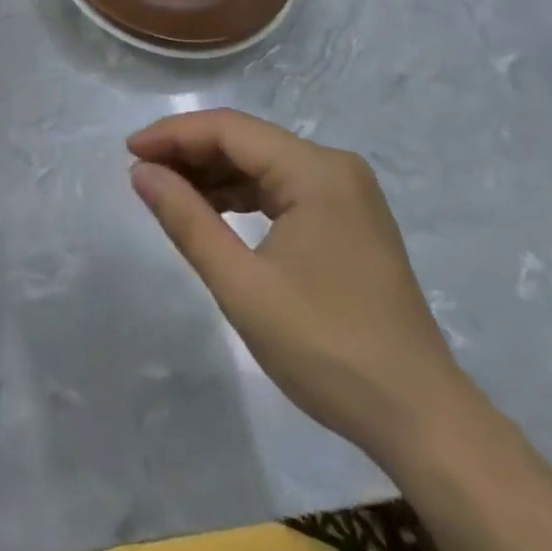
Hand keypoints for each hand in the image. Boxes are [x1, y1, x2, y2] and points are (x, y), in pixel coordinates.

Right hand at [128, 109, 470, 462]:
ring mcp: (346, 193)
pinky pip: (283, 188)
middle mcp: (334, 167)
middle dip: (191, 153)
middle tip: (142, 173)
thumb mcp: (243, 286)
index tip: (129, 152)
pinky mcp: (349, 219)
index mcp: (316, 171)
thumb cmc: (327, 349)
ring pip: (263, 163)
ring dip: (215, 173)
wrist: (422, 420)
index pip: (229, 129)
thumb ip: (188, 219)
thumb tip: (141, 172)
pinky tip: (214, 211)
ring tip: (168, 192)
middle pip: (247, 140)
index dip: (174, 134)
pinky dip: (243, 194)